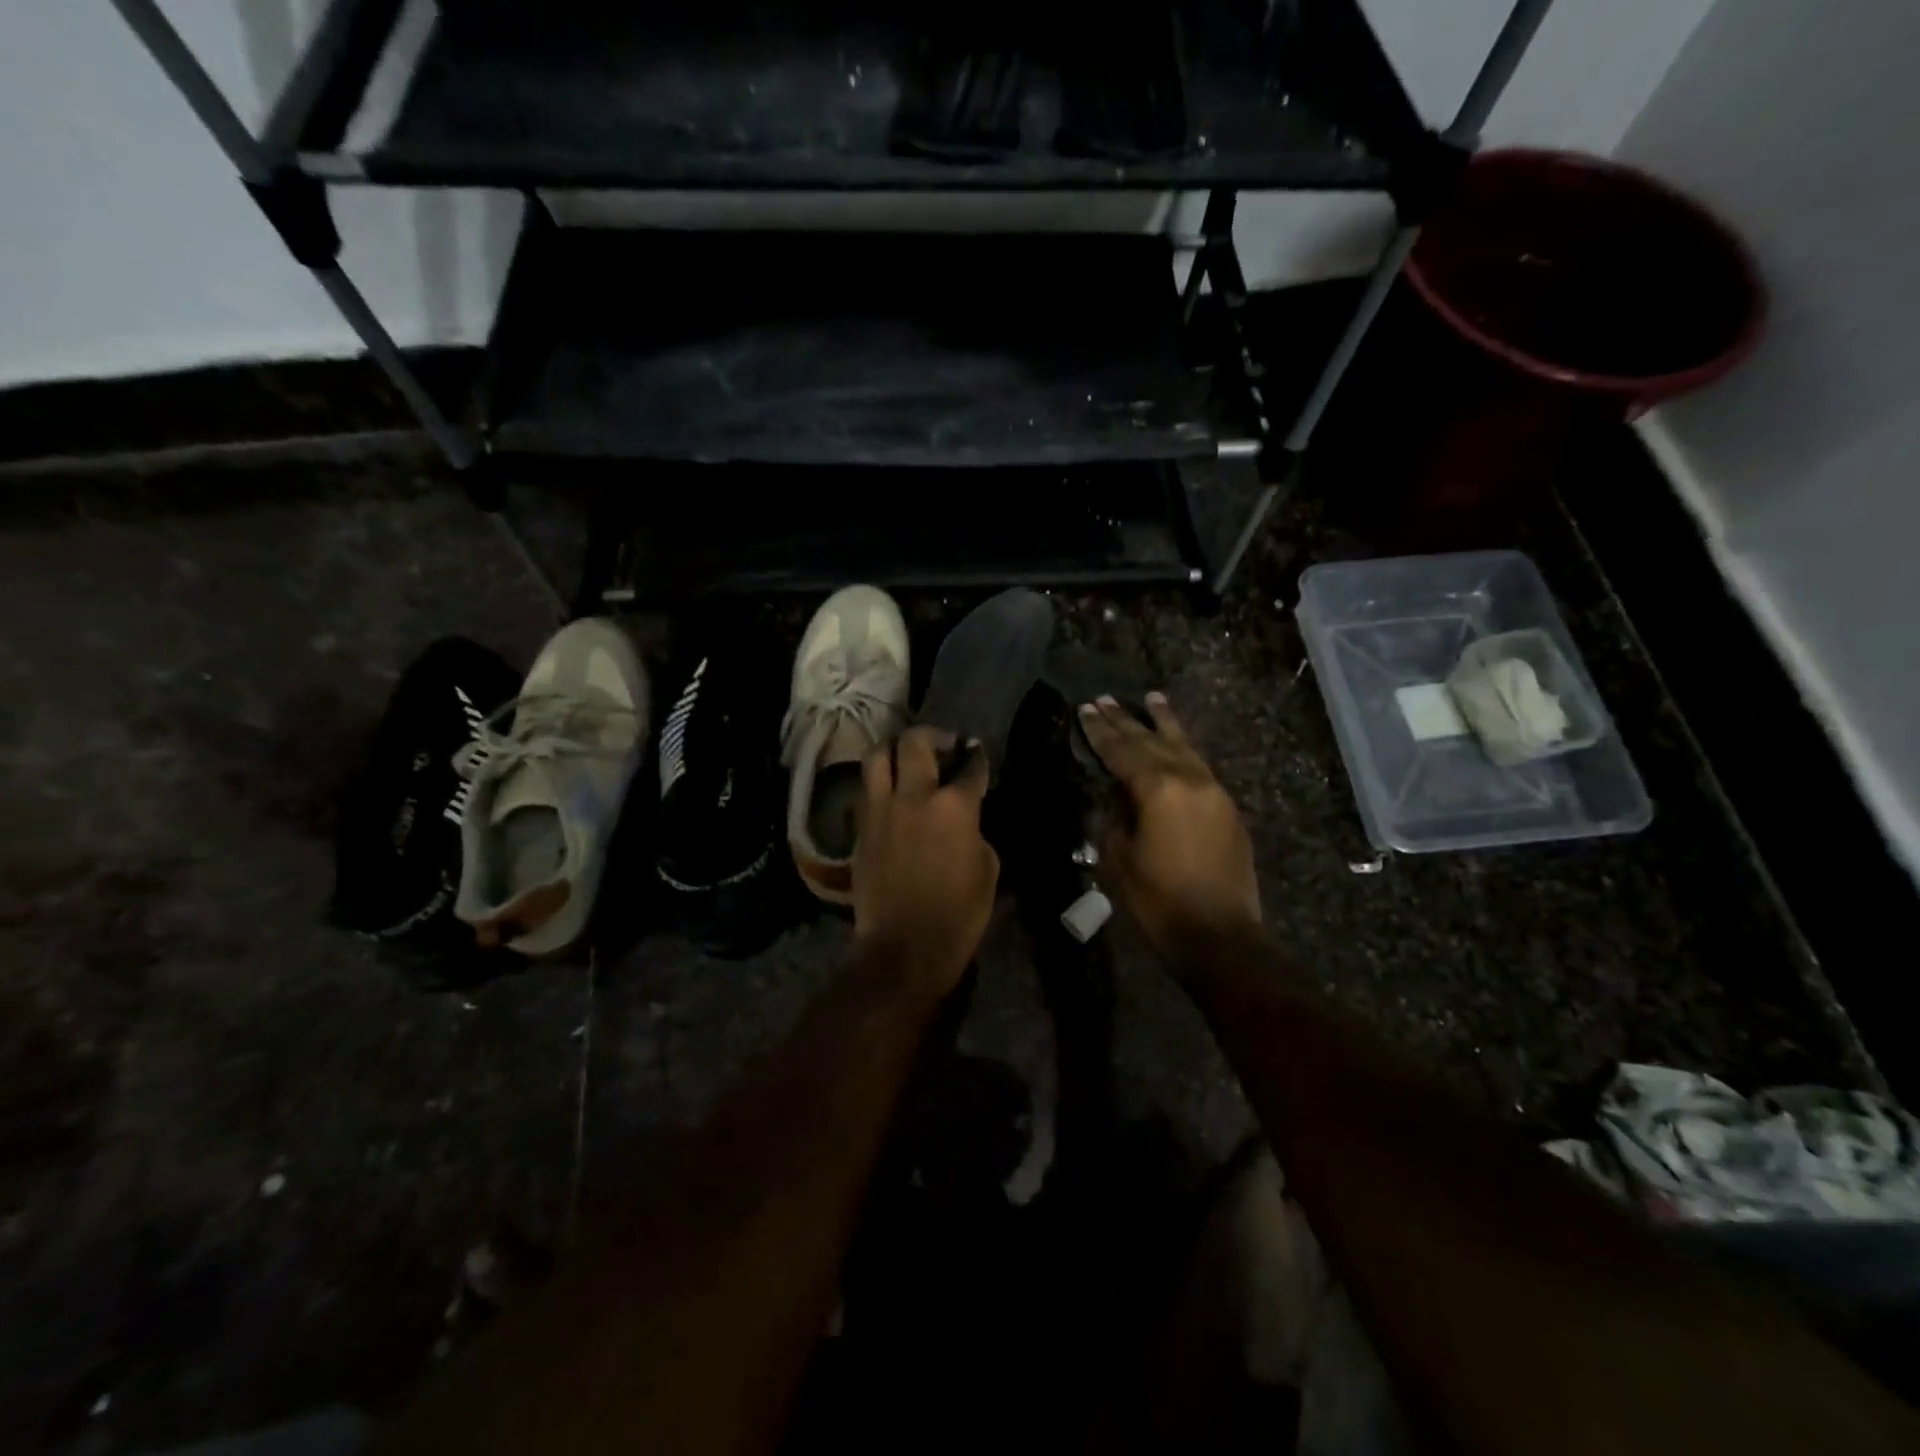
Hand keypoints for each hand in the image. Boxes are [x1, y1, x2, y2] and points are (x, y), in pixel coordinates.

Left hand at [853, 726, 1000, 997]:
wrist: (904, 947)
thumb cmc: (958, 914)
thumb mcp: (987, 870)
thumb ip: (975, 832)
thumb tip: (964, 822)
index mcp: (954, 806)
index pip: (970, 767)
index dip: (976, 757)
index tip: (976, 755)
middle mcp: (914, 796)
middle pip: (915, 742)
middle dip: (933, 736)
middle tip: (942, 746)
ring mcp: (881, 810)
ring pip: (878, 756)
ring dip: (894, 750)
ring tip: (906, 759)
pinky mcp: (860, 828)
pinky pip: (866, 790)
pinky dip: (878, 783)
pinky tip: (889, 793)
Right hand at [1079, 693, 1260, 952]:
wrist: (1219, 933)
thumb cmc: (1158, 901)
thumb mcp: (1119, 857)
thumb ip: (1115, 815)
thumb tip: (1118, 793)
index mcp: (1157, 789)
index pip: (1121, 751)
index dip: (1100, 731)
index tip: (1086, 709)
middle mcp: (1188, 779)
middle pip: (1151, 741)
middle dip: (1126, 720)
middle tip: (1105, 699)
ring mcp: (1213, 790)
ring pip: (1183, 746)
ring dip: (1163, 722)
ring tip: (1151, 698)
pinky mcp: (1227, 807)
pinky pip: (1200, 765)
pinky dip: (1184, 748)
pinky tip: (1177, 743)